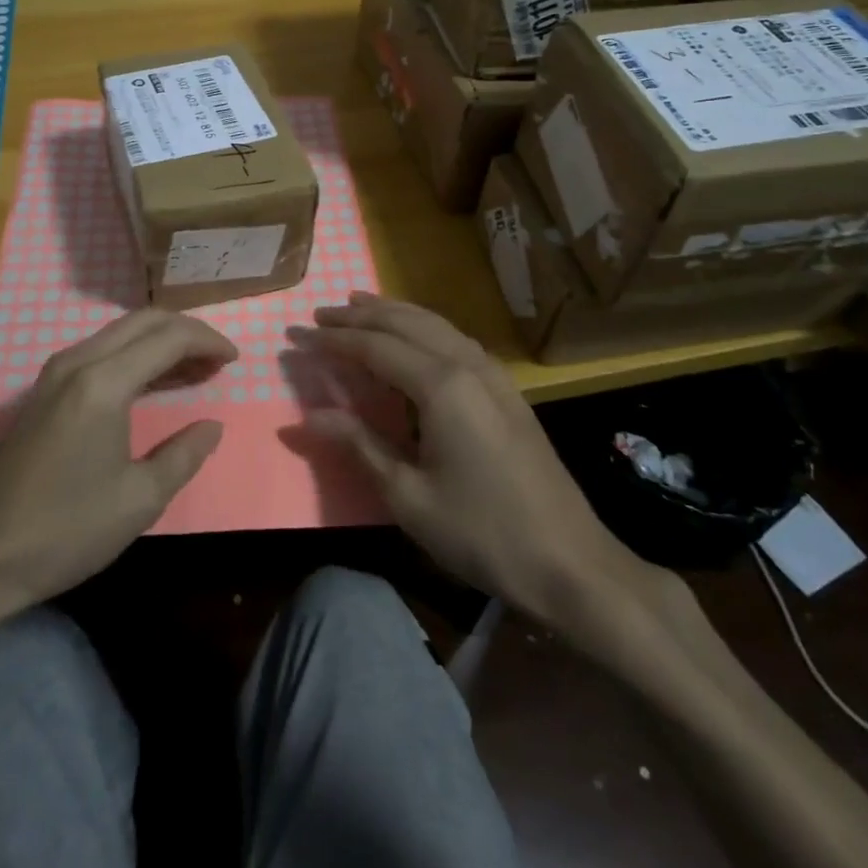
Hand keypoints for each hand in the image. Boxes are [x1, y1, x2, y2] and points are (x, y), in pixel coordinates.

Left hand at [0, 309, 234, 616]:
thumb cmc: (66, 530)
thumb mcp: (140, 500)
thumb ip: (184, 454)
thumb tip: (211, 426)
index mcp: (103, 383)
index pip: (168, 338)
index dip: (207, 341)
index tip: (235, 358)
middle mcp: (77, 362)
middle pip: (143, 322)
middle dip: (186, 332)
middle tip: (217, 359)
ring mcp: (53, 374)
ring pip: (119, 333)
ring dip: (159, 342)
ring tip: (194, 369)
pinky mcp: (42, 391)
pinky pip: (99, 352)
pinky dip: (133, 355)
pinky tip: (150, 382)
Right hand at [303, 294, 687, 656]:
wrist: (570, 562)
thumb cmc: (481, 532)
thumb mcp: (408, 496)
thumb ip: (358, 445)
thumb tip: (305, 418)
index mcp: (441, 386)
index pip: (374, 347)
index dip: (333, 340)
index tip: (297, 334)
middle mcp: (467, 365)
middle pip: (405, 323)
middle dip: (360, 315)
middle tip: (321, 313)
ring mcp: (493, 374)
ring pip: (434, 324)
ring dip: (393, 312)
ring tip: (360, 305)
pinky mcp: (507, 389)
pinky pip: (455, 339)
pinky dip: (423, 327)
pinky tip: (414, 336)